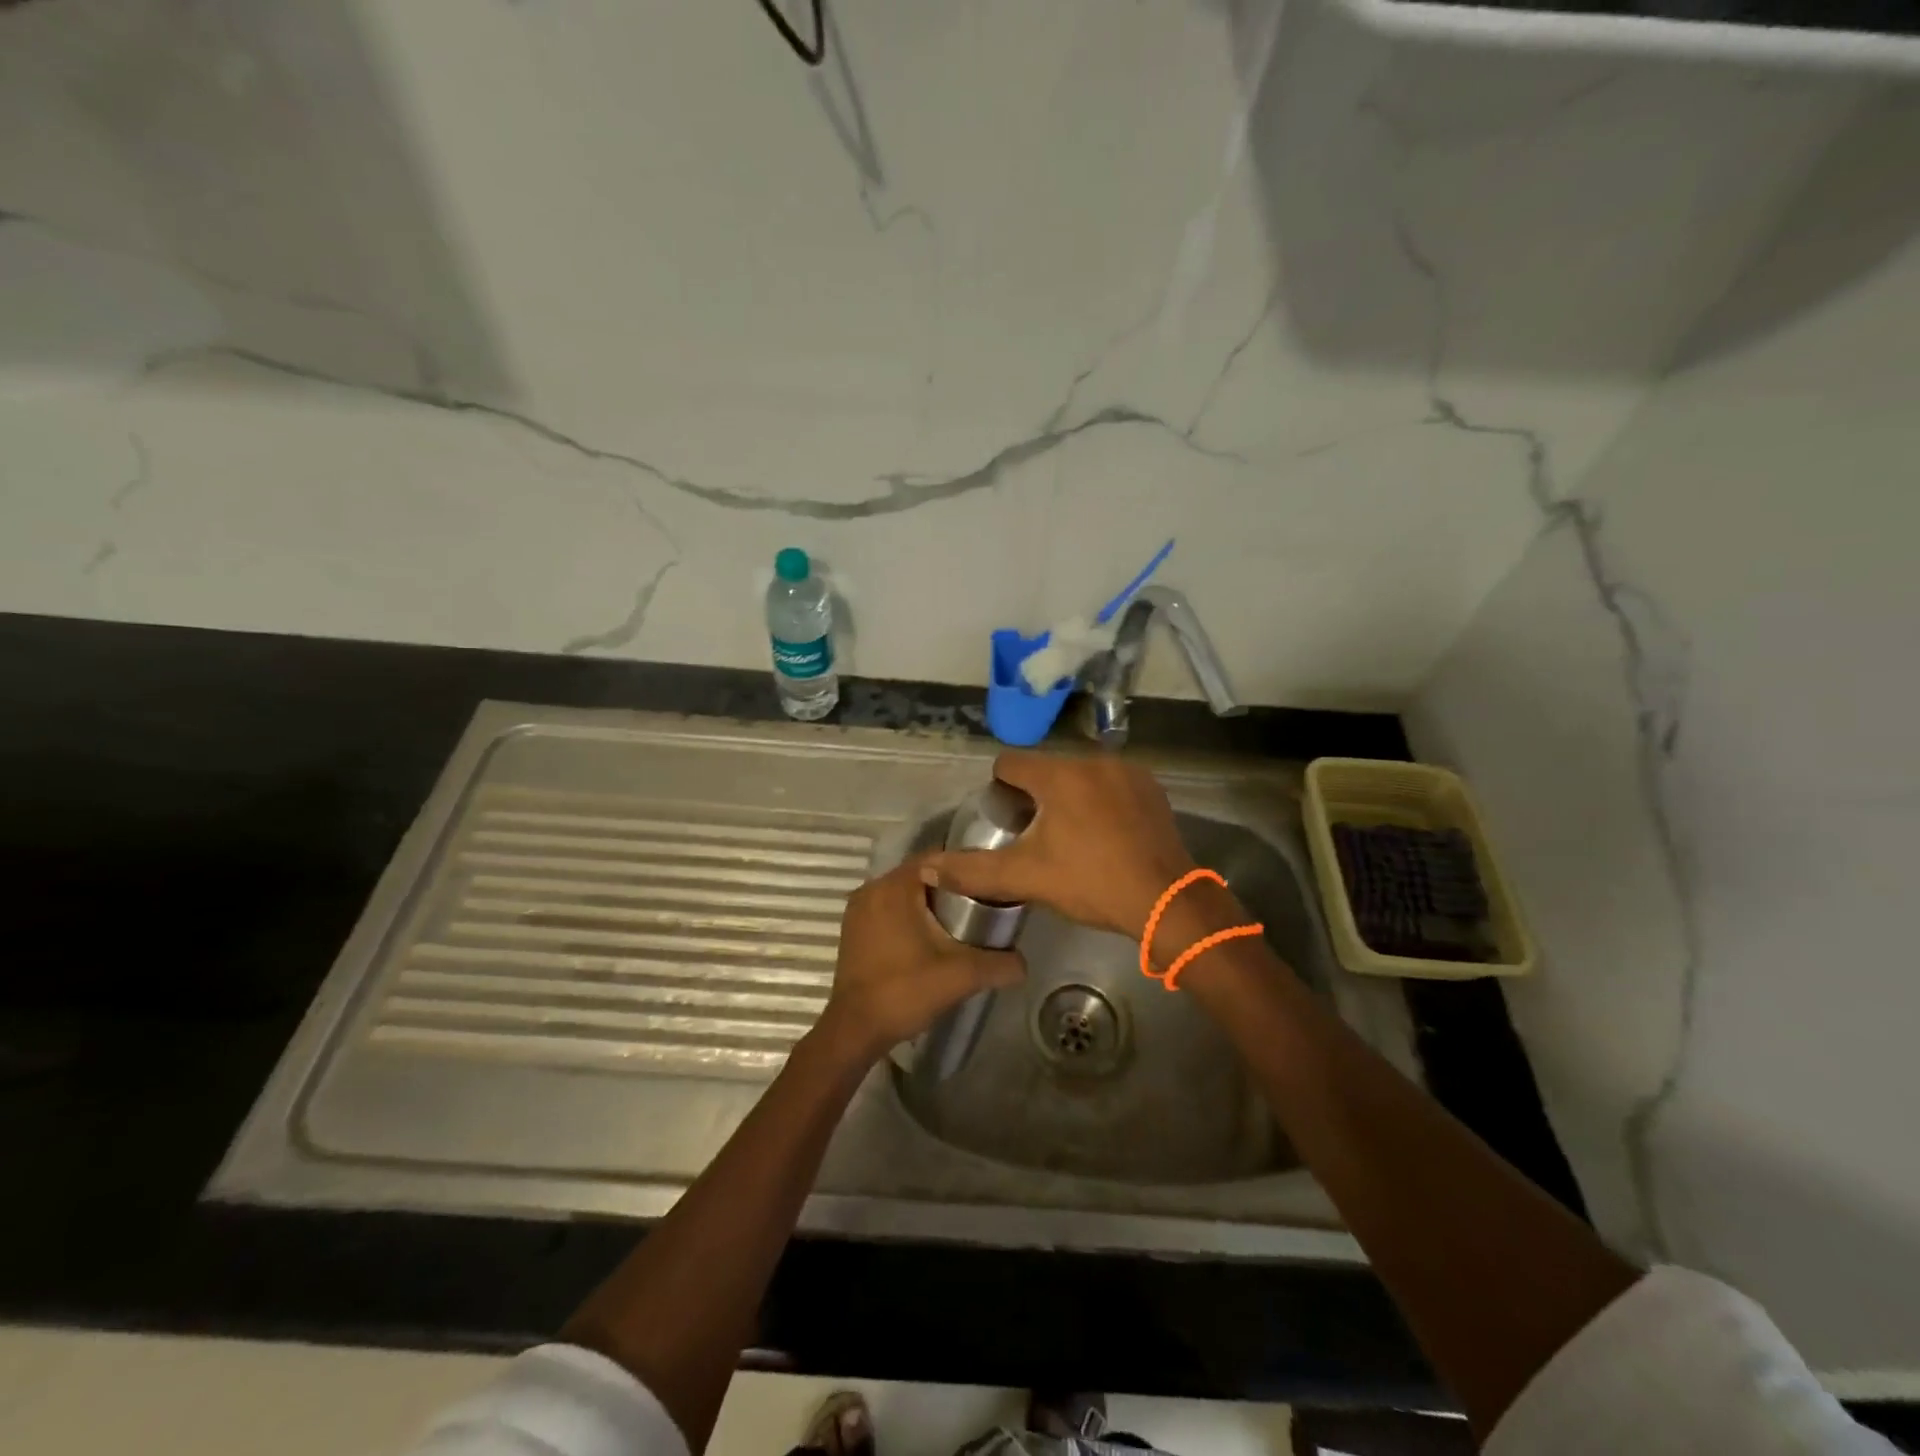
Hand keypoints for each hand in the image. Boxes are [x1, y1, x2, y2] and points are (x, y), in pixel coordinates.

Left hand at [819, 854, 1024, 1060]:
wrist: (856, 1030)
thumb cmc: (905, 991)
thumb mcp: (961, 975)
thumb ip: (999, 964)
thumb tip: (1025, 963)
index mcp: (895, 886)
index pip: (938, 858)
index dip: (967, 867)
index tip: (991, 882)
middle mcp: (872, 888)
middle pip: (921, 874)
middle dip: (950, 886)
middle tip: (981, 902)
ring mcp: (858, 909)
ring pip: (903, 893)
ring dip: (929, 902)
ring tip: (961, 920)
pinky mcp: (853, 930)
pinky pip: (888, 909)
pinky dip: (909, 916)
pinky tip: (930, 937)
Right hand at [921, 751, 1196, 938]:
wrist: (1167, 902)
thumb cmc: (1091, 883)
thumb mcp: (1026, 877)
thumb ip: (972, 871)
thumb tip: (925, 870)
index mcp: (1058, 775)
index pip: (1010, 763)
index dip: (999, 788)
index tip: (1004, 818)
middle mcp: (1092, 761)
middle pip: (1047, 769)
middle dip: (1036, 795)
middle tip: (1036, 835)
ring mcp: (1127, 772)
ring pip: (1081, 776)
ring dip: (1070, 796)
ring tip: (1072, 837)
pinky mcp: (1151, 788)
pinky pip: (1112, 784)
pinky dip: (1102, 801)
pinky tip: (1106, 835)